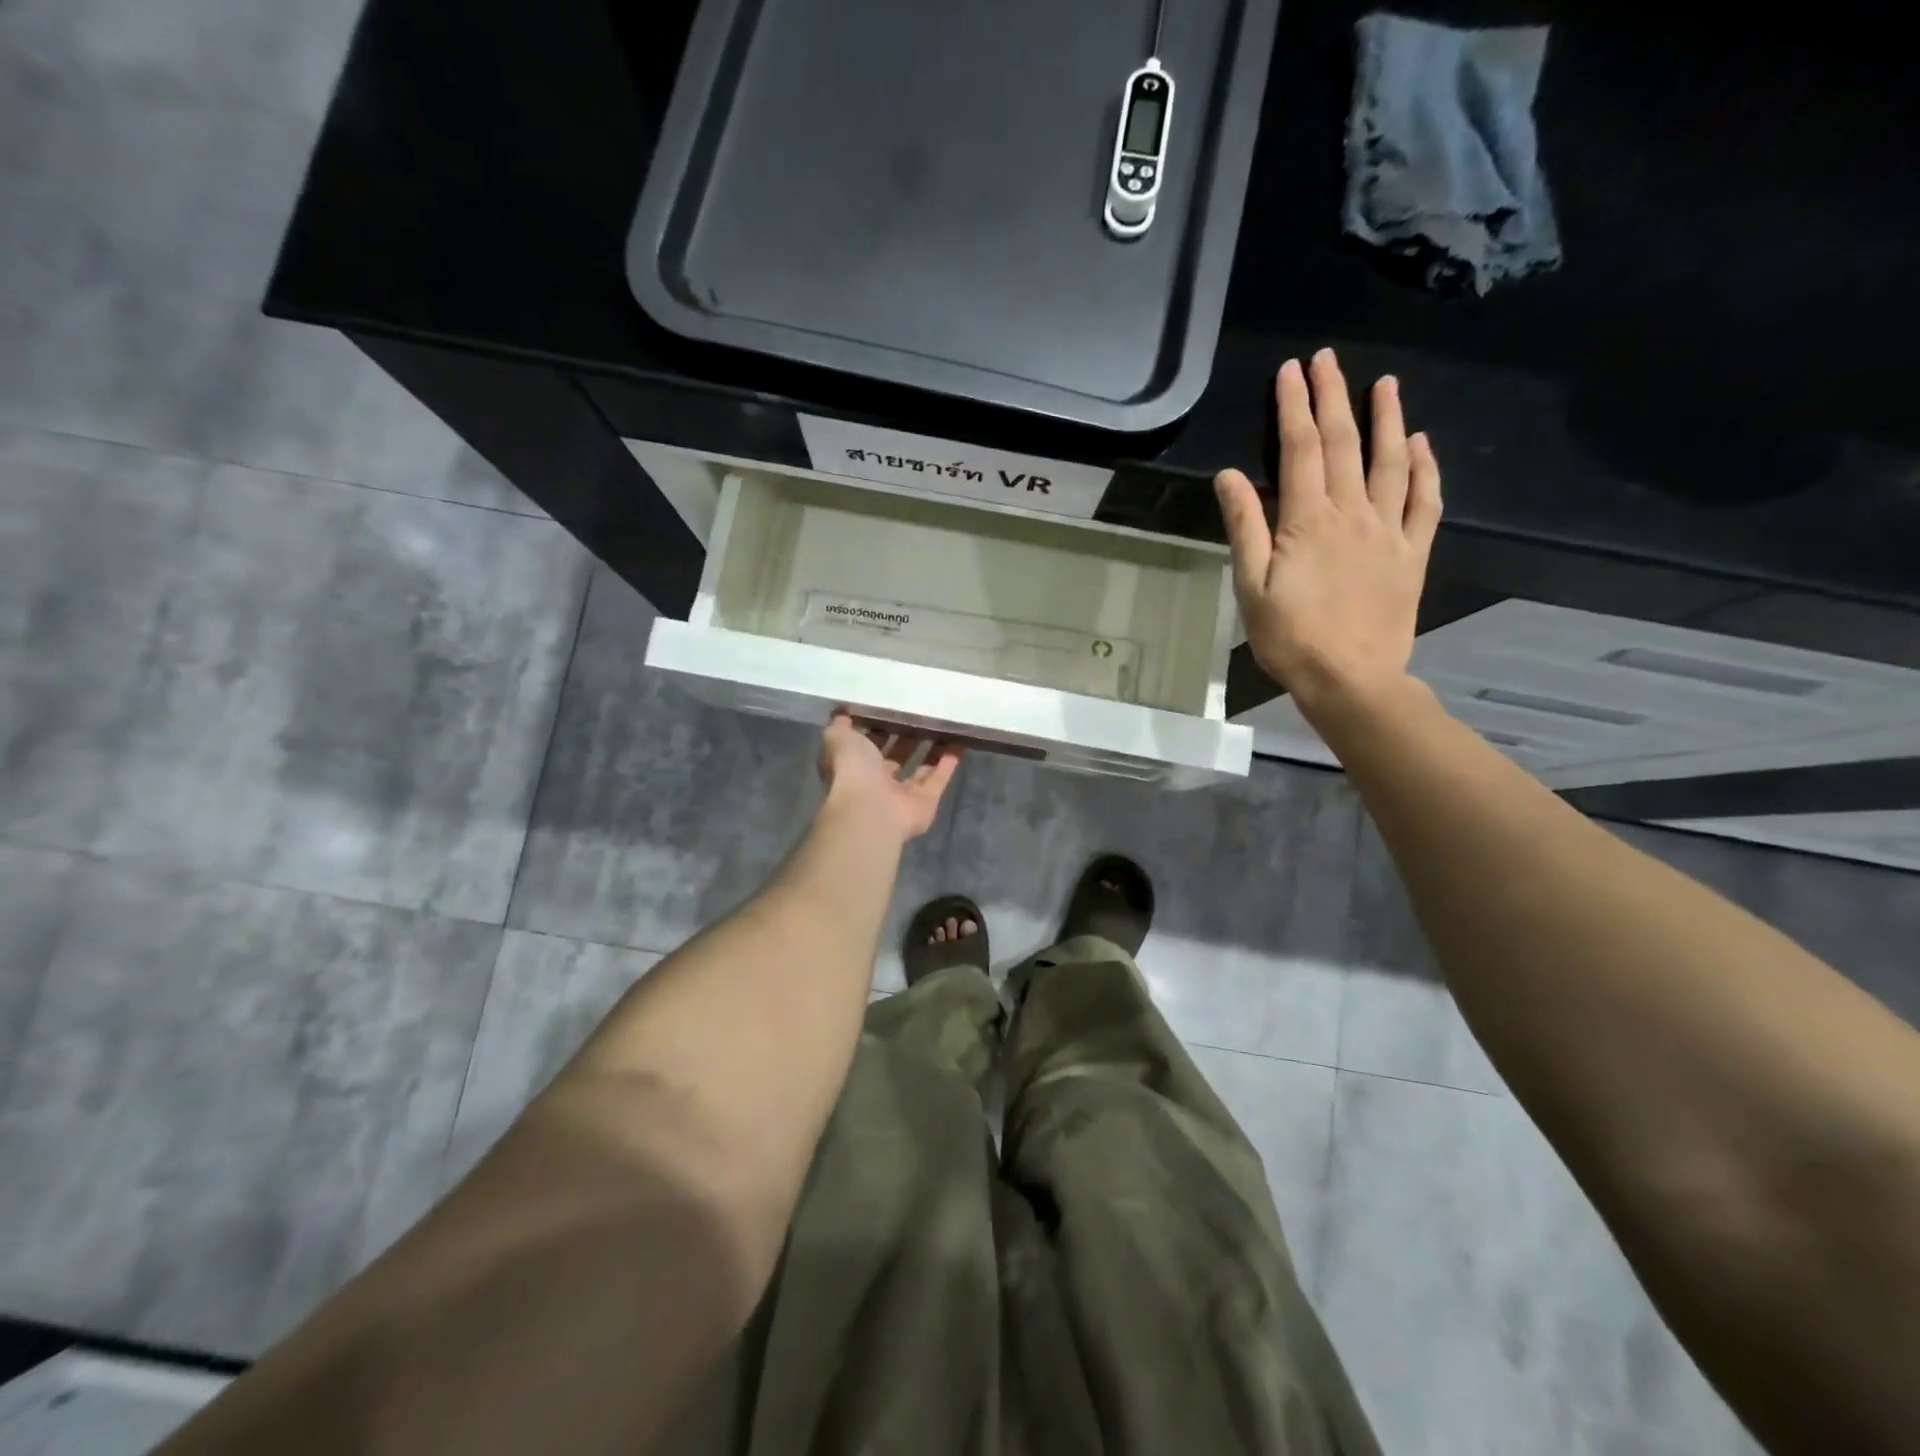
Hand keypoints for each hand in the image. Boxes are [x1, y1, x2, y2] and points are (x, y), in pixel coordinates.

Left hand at [816, 712, 961, 840]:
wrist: (870, 808)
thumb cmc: (852, 768)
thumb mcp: (838, 737)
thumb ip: (840, 724)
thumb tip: (843, 711)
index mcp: (855, 765)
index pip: (868, 743)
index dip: (880, 726)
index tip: (894, 705)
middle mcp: (878, 781)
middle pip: (897, 755)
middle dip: (909, 735)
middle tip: (924, 711)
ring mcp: (902, 794)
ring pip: (921, 767)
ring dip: (932, 748)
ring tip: (945, 724)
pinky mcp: (925, 802)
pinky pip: (939, 779)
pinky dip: (949, 762)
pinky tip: (960, 741)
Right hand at [1214, 348, 1441, 721]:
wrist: (1351, 679)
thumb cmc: (1290, 638)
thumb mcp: (1251, 588)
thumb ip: (1245, 528)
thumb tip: (1230, 476)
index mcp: (1308, 521)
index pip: (1301, 450)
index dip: (1294, 407)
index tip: (1291, 371)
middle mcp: (1353, 513)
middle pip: (1345, 444)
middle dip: (1334, 397)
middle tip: (1328, 359)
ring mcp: (1389, 531)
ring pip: (1390, 462)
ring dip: (1387, 418)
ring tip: (1385, 383)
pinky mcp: (1413, 553)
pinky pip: (1425, 500)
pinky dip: (1425, 467)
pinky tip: (1420, 444)